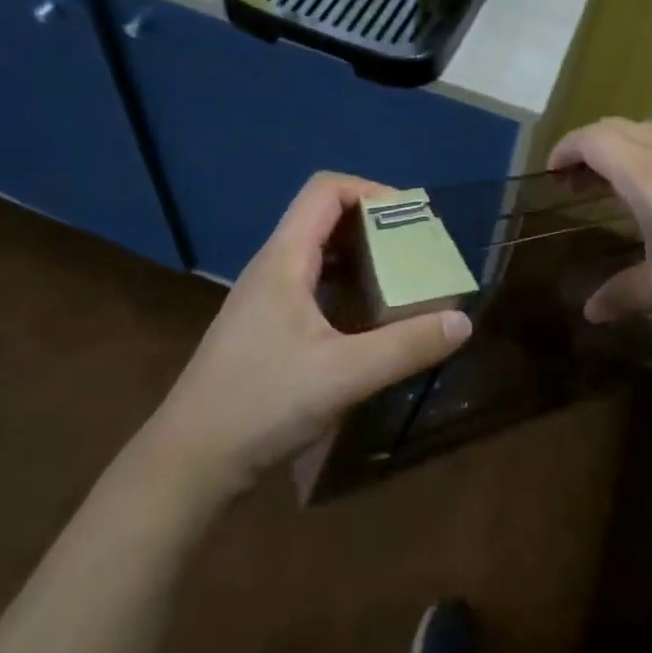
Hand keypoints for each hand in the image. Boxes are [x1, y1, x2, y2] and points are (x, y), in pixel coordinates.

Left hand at [149, 173, 470, 497]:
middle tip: (417, 251)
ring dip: (362, 255)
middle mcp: (272, 266)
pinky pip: (312, 283)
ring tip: (401, 280)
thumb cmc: (261, 405)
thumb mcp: (343, 376)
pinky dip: (346, 285)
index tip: (412, 220)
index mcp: (284, 258)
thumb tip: (462, 321)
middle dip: (375, 224)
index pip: (326, 190)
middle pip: (324, 217)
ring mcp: (265, 296)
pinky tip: (367, 319)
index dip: (372, 190)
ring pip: (318, 252)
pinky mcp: (265, 325)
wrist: (189, 462)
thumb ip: (405, 346)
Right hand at [548, 118, 651, 325]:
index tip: (553, 173)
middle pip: (616, 127)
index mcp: (644, 173)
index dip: (564, 149)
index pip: (591, 140)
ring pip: (649, 129)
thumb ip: (623, 294)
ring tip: (620, 184)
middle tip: (579, 182)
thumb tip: (590, 314)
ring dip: (623, 147)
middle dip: (588, 147)